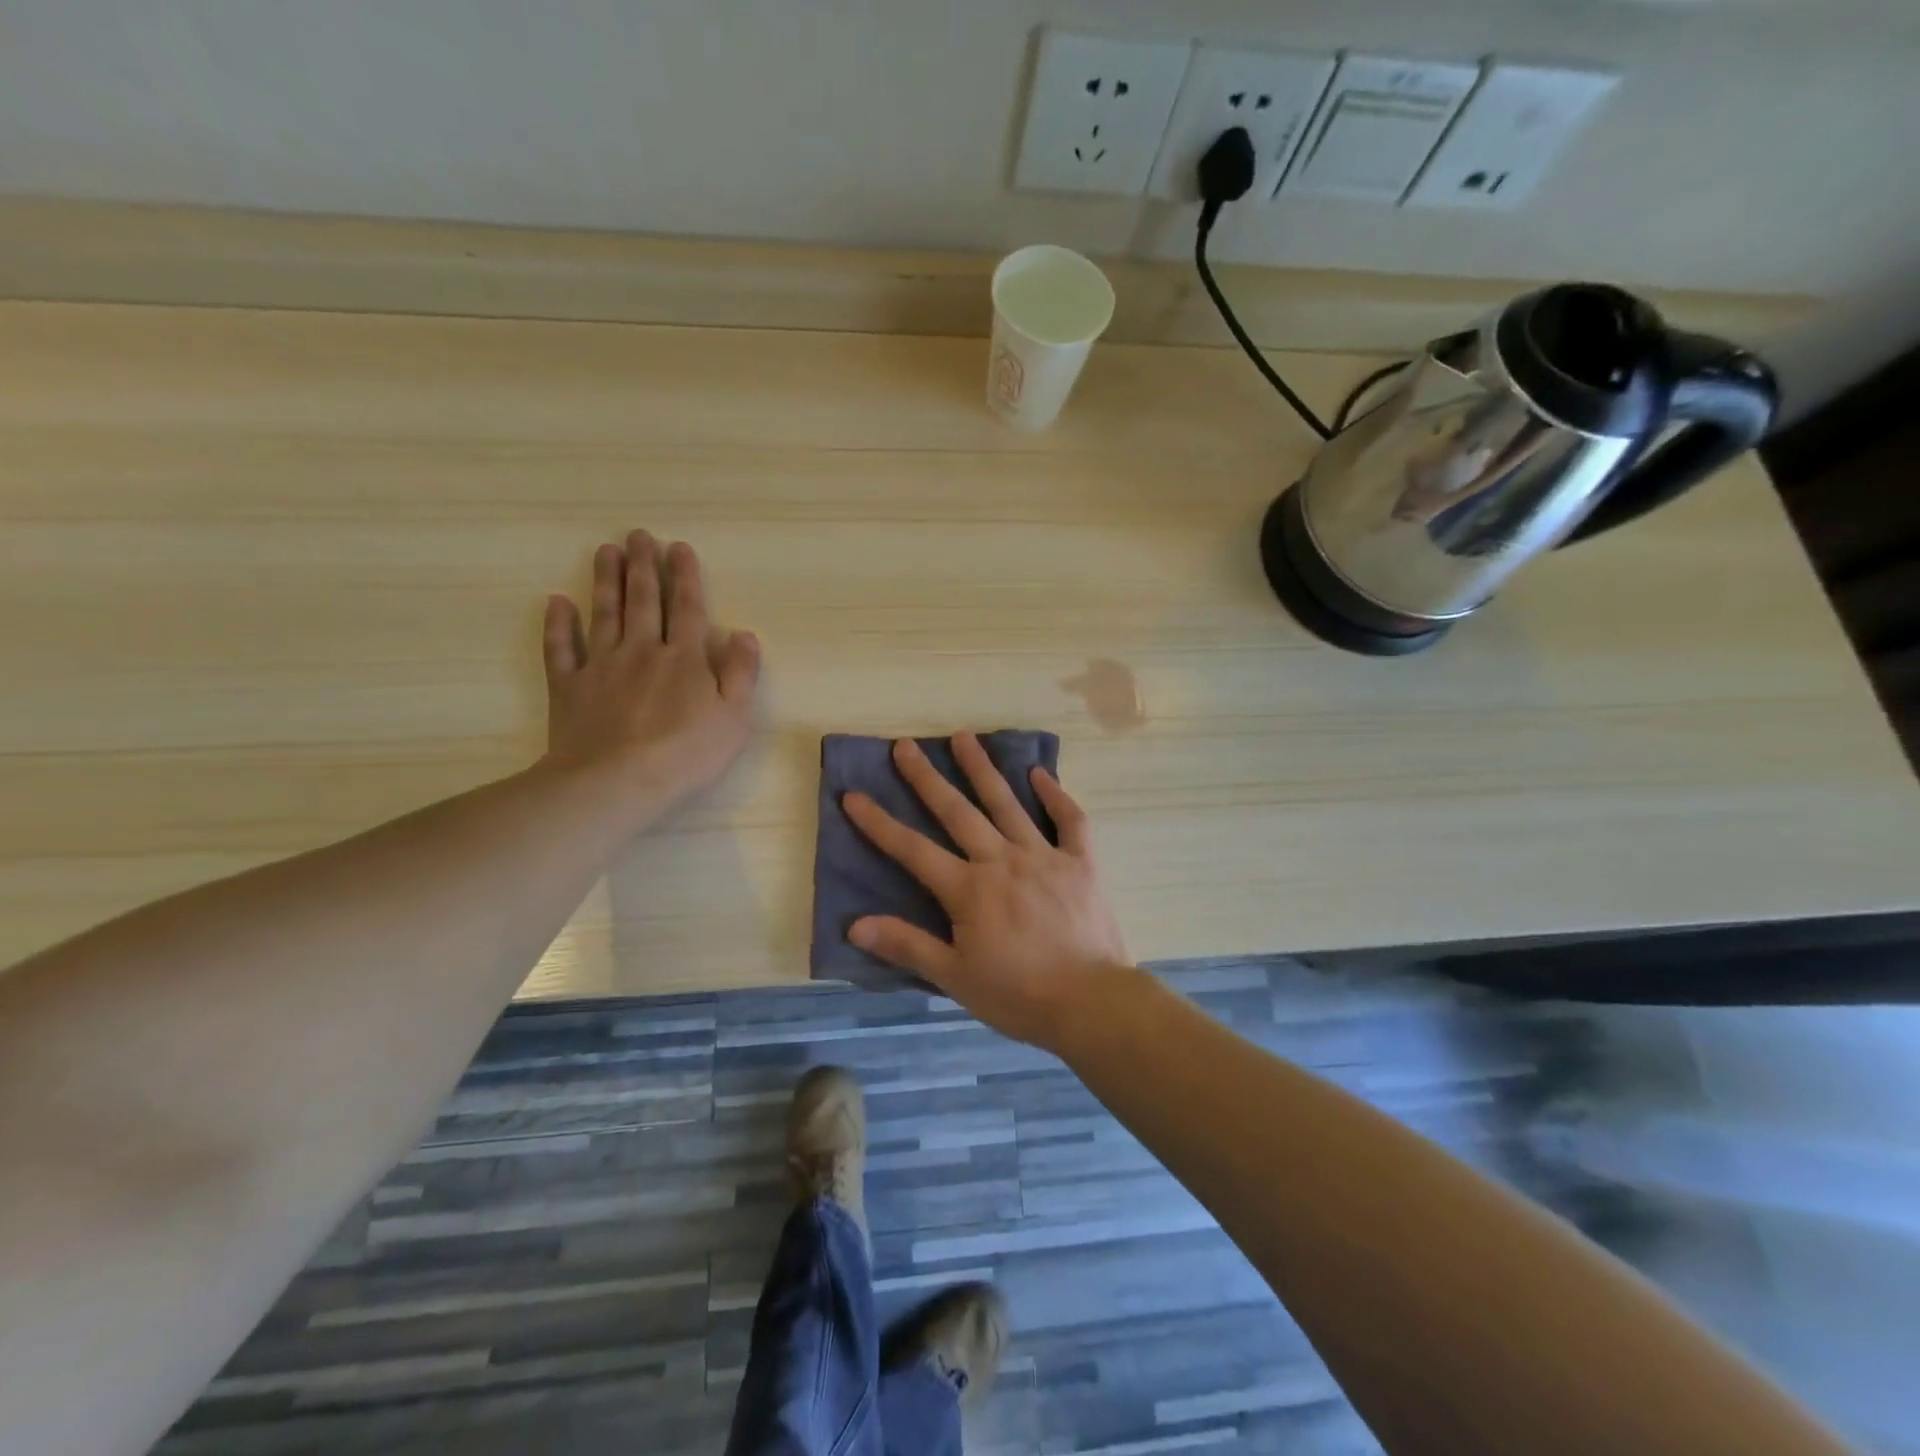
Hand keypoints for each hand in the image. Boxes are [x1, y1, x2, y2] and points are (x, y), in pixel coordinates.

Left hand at [541, 530, 759, 817]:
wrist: (616, 782)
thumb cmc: (686, 754)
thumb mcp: (733, 718)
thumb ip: (741, 673)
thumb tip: (744, 634)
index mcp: (684, 658)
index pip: (687, 608)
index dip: (685, 576)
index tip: (678, 547)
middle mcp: (642, 651)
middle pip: (643, 601)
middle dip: (642, 566)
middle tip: (637, 535)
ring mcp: (601, 666)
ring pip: (604, 614)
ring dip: (606, 581)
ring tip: (605, 551)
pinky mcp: (569, 687)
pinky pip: (561, 648)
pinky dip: (558, 625)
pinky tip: (557, 603)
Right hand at [843, 735, 1131, 1052]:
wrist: (1091, 1002)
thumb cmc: (1018, 995)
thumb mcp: (955, 977)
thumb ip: (907, 946)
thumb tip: (856, 924)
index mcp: (969, 889)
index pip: (913, 850)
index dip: (879, 823)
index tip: (853, 795)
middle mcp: (1001, 860)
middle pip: (957, 812)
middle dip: (926, 777)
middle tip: (905, 745)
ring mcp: (1043, 856)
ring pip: (1006, 803)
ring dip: (982, 769)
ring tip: (963, 737)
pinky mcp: (1080, 862)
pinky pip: (1069, 821)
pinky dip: (1055, 795)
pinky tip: (1040, 772)